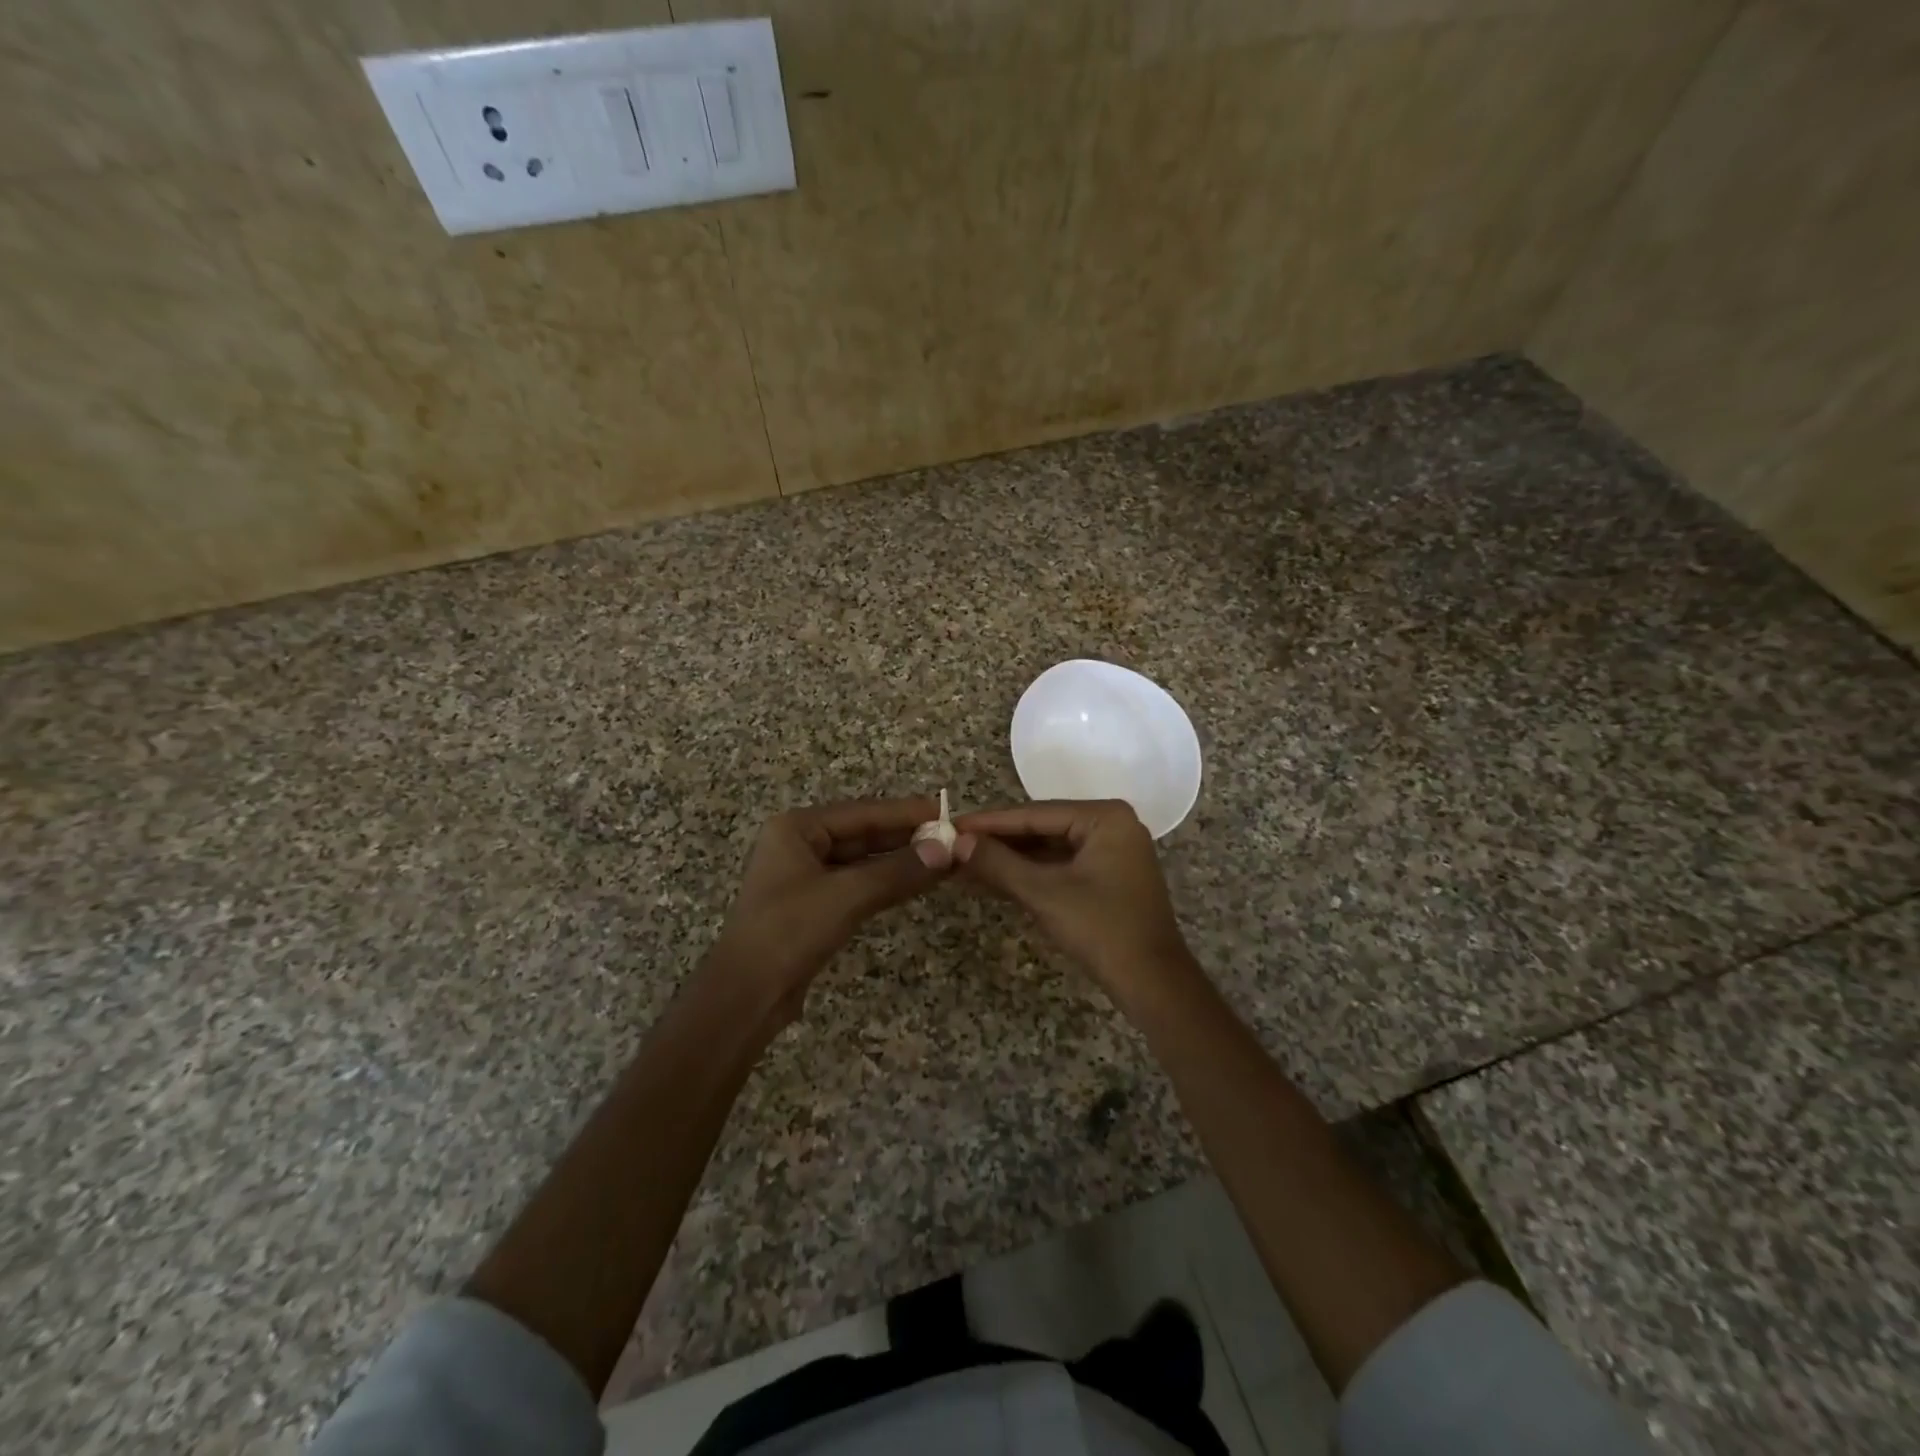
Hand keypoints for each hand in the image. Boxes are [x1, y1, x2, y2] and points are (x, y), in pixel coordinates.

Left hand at [705, 797, 953, 1019]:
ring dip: (900, 861)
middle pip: (863, 833)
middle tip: (953, 838)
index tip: (948, 812)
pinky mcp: (813, 906)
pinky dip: (886, 883)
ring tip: (944, 858)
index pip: (863, 812)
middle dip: (906, 837)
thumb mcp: (847, 896)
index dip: (906, 813)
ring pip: (863, 860)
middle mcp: (799, 844)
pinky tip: (916, 883)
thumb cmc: (789, 932)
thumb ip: (898, 871)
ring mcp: (805, 877)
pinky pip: (857, 884)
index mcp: (797, 828)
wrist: (745, 997)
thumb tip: (947, 849)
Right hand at [953, 799, 1196, 1003]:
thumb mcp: (1043, 893)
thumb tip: (956, 842)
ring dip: (1008, 861)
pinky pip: (1059, 867)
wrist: (1152, 984)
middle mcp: (1111, 825)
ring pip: (1047, 850)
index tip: (950, 825)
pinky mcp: (1106, 878)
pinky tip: (991, 880)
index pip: (1034, 814)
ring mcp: (1110, 852)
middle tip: (951, 845)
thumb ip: (998, 863)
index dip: (989, 823)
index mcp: (1105, 817)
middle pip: (1041, 828)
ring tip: (962, 864)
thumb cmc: (1101, 929)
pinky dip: (1028, 875)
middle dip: (997, 843)